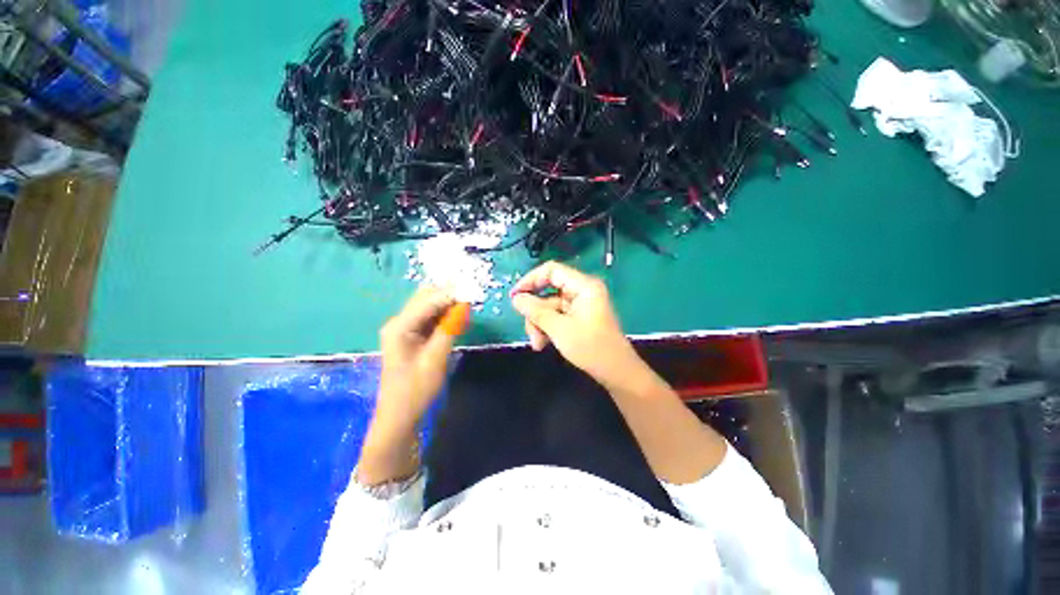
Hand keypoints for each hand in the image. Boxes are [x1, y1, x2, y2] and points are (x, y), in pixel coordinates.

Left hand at [377, 286, 458, 428]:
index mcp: (400, 326)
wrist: (400, 415)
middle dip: (449, 294)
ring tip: (468, 305)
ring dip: (448, 303)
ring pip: (428, 305)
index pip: (429, 300)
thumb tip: (464, 304)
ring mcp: (403, 328)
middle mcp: (399, 321)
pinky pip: (429, 317)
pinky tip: (457, 317)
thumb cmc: (416, 389)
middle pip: (426, 297)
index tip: (474, 291)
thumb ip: (449, 328)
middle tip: (472, 297)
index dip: (452, 293)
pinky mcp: (410, 335)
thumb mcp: (436, 358)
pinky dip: (444, 314)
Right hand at [510, 261, 646, 389]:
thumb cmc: (591, 348)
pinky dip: (547, 328)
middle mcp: (582, 291)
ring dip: (539, 324)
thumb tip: (516, 298)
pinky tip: (543, 343)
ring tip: (538, 344)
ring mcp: (580, 305)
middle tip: (529, 331)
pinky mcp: (578, 317)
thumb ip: (535, 311)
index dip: (530, 280)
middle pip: (548, 292)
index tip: (514, 296)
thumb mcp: (559, 329)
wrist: (616, 372)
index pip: (552, 270)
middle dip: (535, 313)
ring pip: (549, 307)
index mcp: (584, 286)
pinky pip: (556, 316)